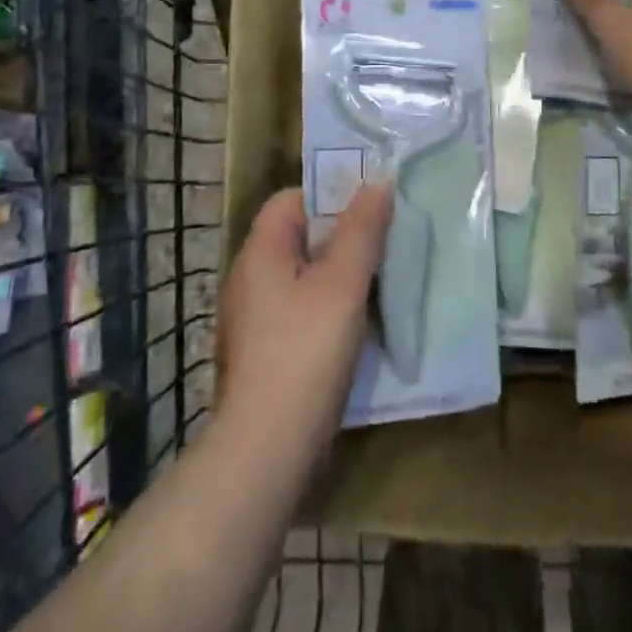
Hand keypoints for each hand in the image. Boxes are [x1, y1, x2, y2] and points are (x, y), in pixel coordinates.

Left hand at [216, 184, 391, 465]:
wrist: (265, 451)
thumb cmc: (305, 353)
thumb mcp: (343, 284)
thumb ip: (362, 230)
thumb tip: (378, 181)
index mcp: (260, 251)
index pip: (291, 200)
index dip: (329, 196)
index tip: (369, 211)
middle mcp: (248, 278)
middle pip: (298, 238)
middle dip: (341, 238)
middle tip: (383, 247)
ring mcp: (252, 320)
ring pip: (301, 279)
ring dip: (337, 278)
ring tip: (377, 286)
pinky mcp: (261, 354)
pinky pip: (298, 313)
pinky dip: (325, 312)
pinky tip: (354, 330)